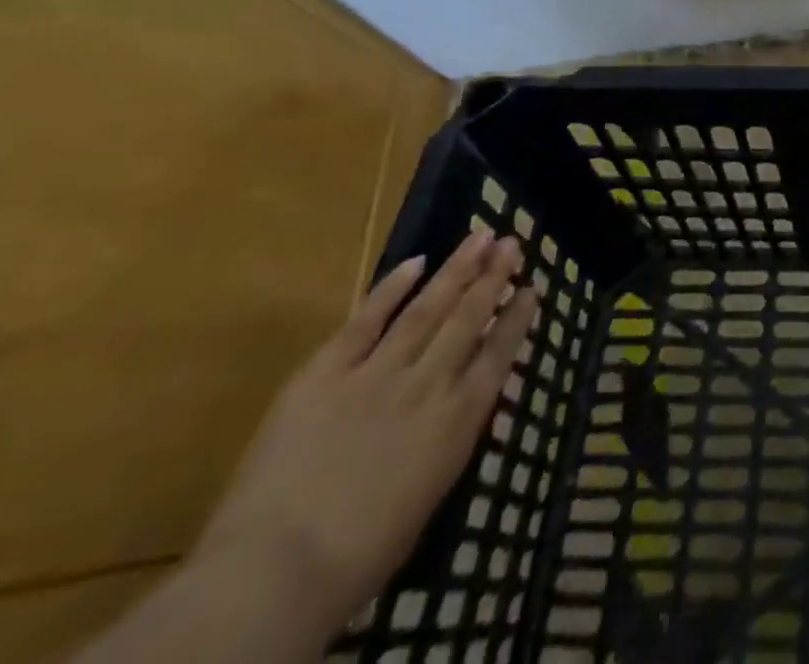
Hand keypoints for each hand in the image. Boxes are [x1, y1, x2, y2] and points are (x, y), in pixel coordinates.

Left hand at [195, 229, 538, 634]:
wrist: (276, 571)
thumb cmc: (360, 554)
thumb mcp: (430, 493)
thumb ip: (449, 437)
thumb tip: (463, 402)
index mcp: (458, 419)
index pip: (498, 353)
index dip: (516, 318)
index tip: (532, 287)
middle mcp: (428, 383)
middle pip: (469, 319)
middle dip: (493, 278)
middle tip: (512, 242)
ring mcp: (377, 373)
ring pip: (427, 308)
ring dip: (457, 269)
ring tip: (480, 237)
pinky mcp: (326, 373)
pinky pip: (365, 321)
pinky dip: (391, 288)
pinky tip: (416, 262)